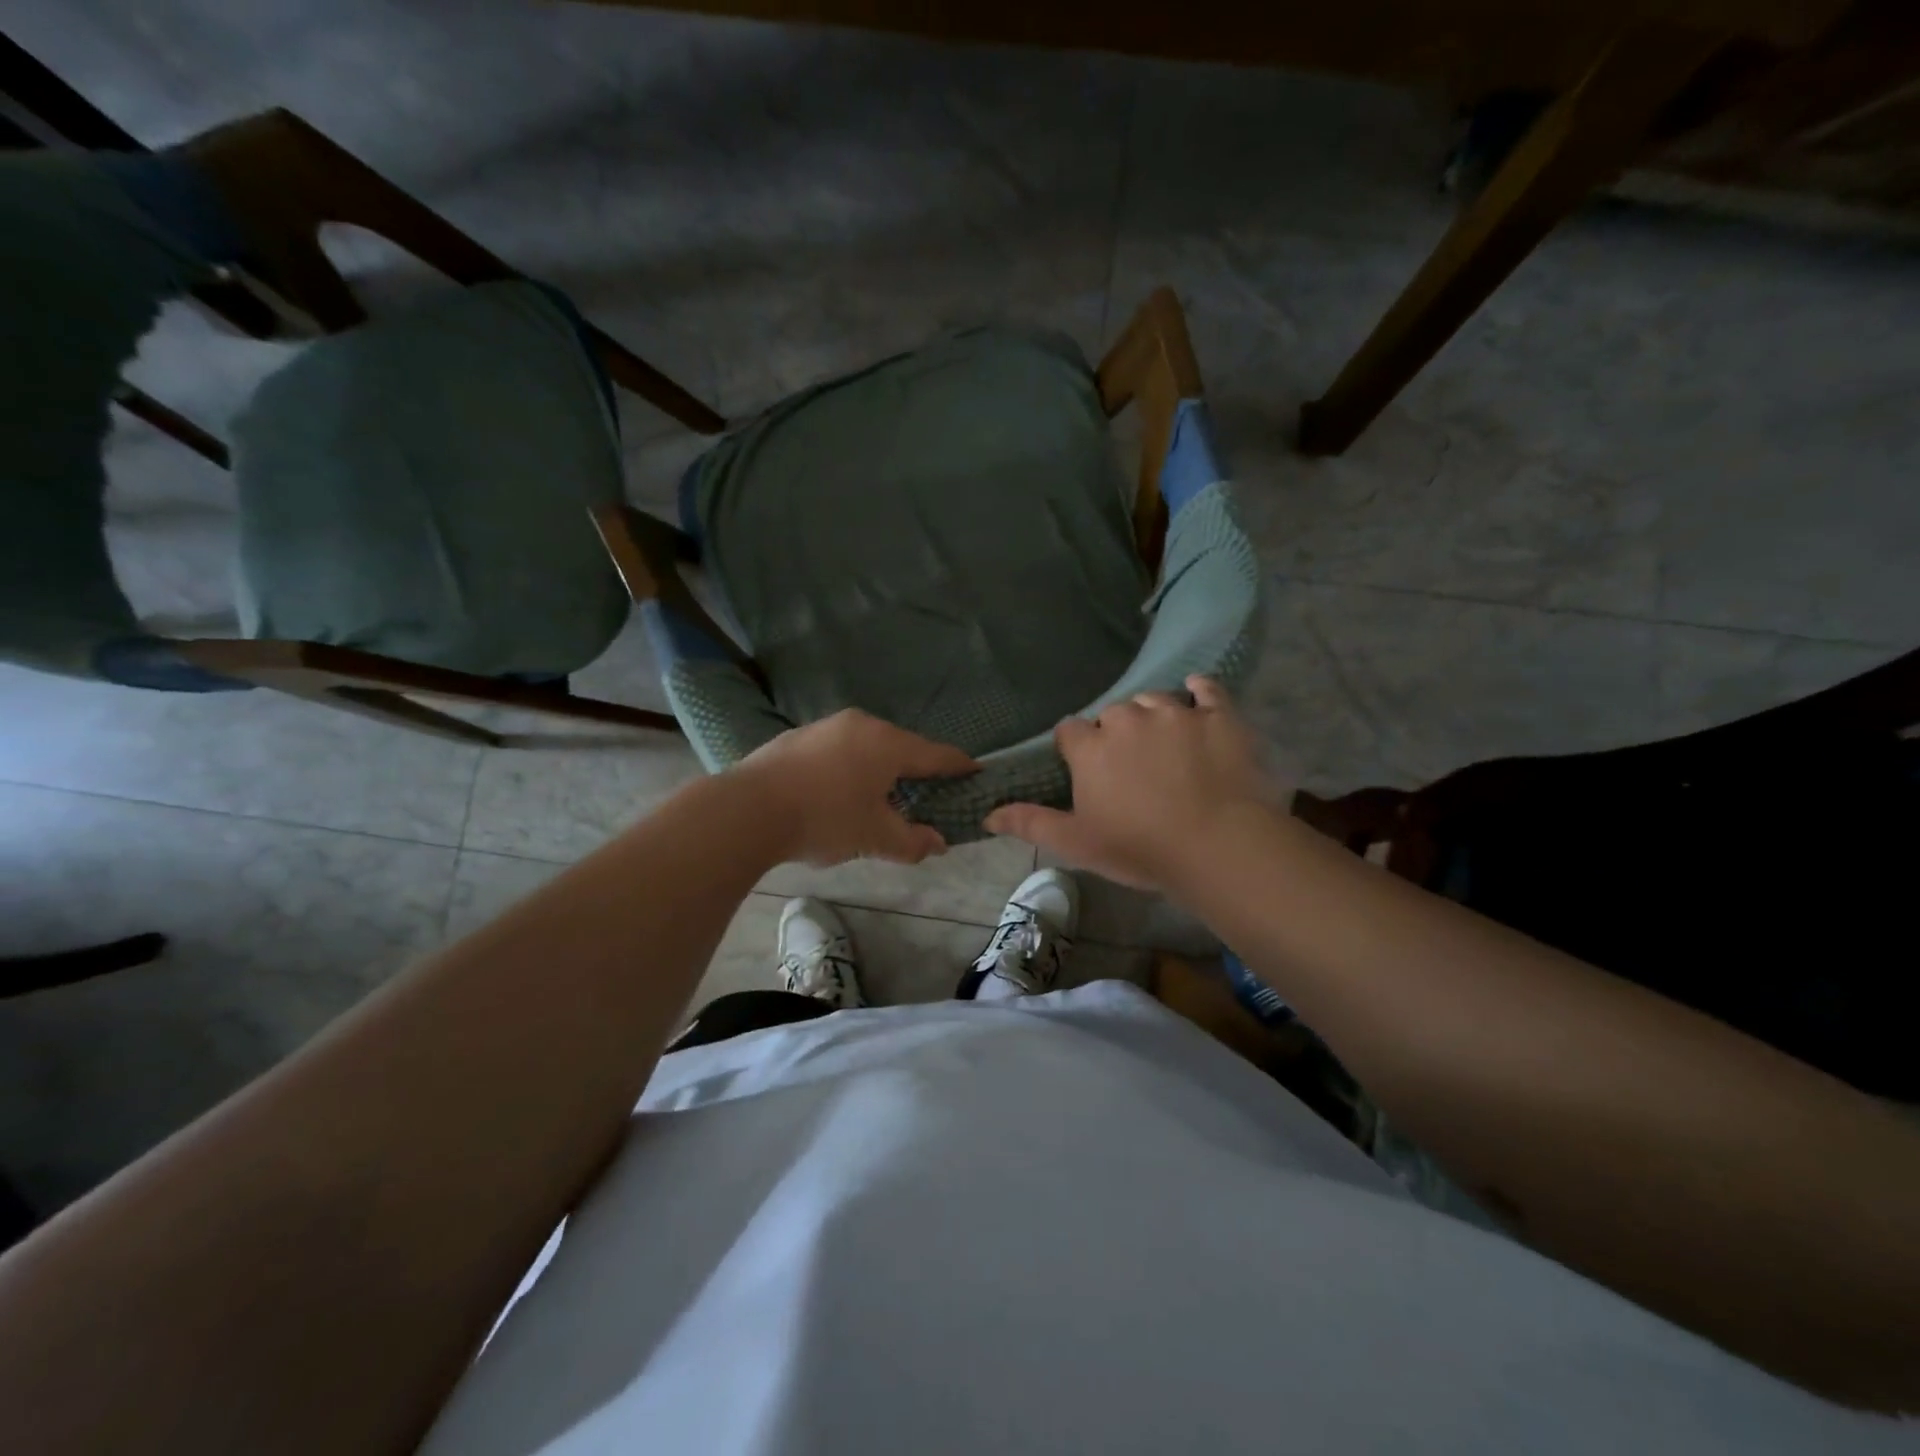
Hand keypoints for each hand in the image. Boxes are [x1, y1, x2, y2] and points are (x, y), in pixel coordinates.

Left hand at [737, 710, 978, 866]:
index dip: (959, 766)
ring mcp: (825, 726)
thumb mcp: (875, 837)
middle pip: (902, 746)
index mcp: (888, 744)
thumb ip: (912, 841)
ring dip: (879, 767)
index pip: (937, 754)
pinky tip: (837, 791)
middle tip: (926, 793)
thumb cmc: (825, 819)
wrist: (748, 809)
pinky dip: (848, 767)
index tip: (975, 773)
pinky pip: (837, 750)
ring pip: (867, 746)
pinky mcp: (797, 737)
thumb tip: (938, 843)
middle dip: (916, 769)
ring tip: (880, 795)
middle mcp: (861, 725)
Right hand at [984, 677, 1288, 890]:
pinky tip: (1198, 695)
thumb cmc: (1140, 848)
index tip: (1087, 770)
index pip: (1070, 731)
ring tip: (1165, 744)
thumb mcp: (1077, 842)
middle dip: (1116, 733)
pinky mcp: (1219, 716)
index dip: (1076, 749)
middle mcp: (1128, 719)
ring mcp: (1176, 713)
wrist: (1218, 846)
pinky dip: (1200, 690)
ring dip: (1153, 716)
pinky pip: (1207, 689)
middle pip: (1113, 713)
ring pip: (1155, 700)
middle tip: (1130, 766)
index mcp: (1091, 747)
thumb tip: (986, 815)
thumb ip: (1030, 822)